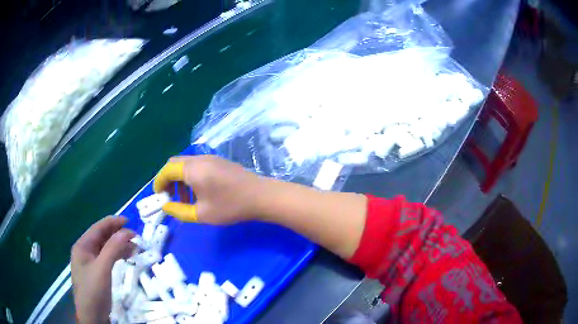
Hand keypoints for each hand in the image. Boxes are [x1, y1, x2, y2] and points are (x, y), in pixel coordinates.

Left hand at [71, 217, 134, 323]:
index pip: (98, 228)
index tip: (129, 221)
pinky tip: (126, 257)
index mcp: (82, 246)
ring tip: (134, 247)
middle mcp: (85, 251)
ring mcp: (90, 263)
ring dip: (119, 246)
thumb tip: (127, 232)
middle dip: (117, 235)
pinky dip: (117, 256)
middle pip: (102, 237)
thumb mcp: (102, 269)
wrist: (92, 316)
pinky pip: (107, 259)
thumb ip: (113, 249)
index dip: (113, 223)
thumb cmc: (93, 290)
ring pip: (105, 248)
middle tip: (135, 236)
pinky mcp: (97, 273)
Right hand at [153, 155, 265, 223]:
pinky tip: (198, 193)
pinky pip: (197, 166)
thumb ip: (179, 211)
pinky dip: (191, 177)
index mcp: (192, 169)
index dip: (158, 182)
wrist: (261, 196)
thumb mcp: (201, 214)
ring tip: (185, 200)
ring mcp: (211, 158)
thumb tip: (166, 206)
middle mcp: (199, 159)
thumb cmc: (230, 206)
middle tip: (169, 197)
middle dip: (168, 180)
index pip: (166, 170)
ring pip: (186, 165)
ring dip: (180, 179)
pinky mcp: (219, 162)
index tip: (158, 197)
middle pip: (175, 164)